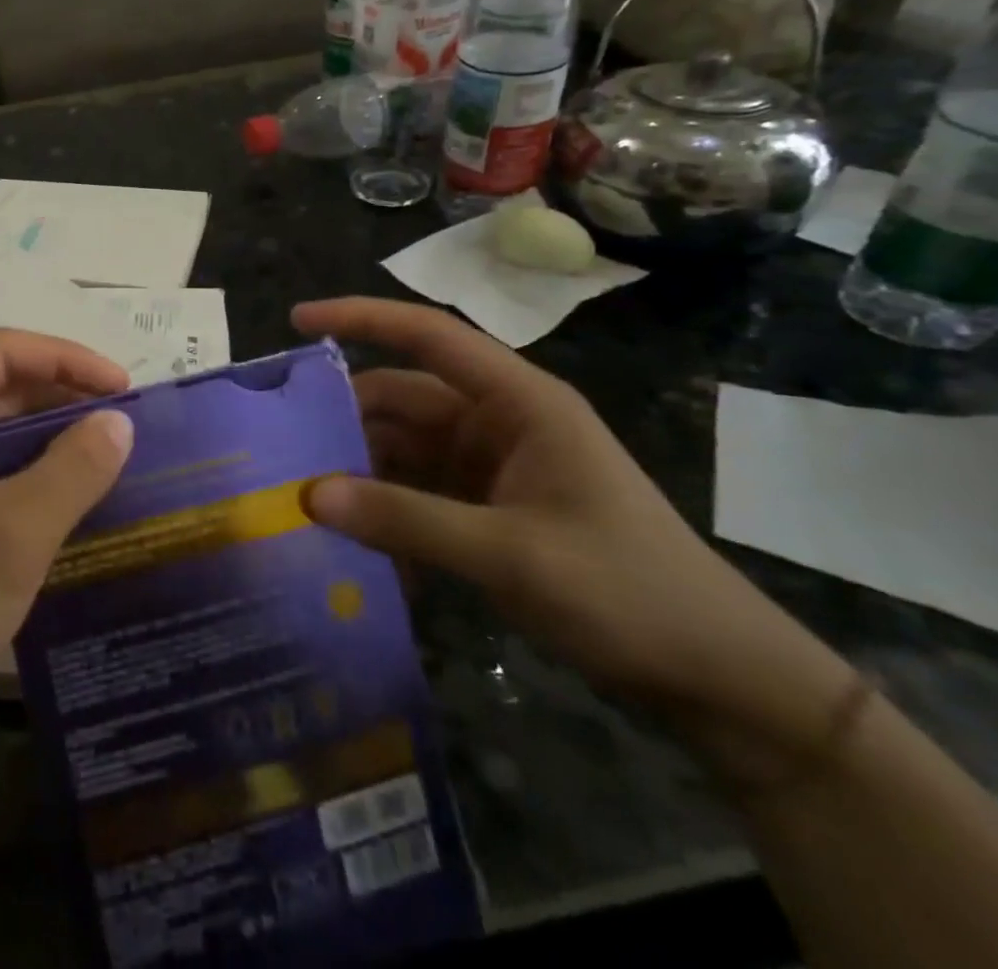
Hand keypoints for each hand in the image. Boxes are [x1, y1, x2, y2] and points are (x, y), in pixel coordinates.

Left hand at [0, 330, 133, 758]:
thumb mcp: (16, 532)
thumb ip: (75, 467)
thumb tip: (122, 420)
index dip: (67, 359)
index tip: (123, 386)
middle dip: (60, 393)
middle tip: (123, 416)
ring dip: (47, 427)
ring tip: (107, 443)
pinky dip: (26, 459)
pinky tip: (69, 478)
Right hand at [291, 298, 848, 740]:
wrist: (718, 679)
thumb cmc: (627, 592)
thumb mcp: (510, 553)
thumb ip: (406, 519)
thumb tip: (309, 494)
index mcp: (518, 402)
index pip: (427, 335)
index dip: (360, 318)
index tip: (298, 320)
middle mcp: (498, 421)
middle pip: (401, 398)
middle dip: (343, 416)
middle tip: (279, 443)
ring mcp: (491, 466)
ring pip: (402, 447)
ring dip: (358, 468)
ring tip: (300, 493)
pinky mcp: (486, 508)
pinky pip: (416, 491)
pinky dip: (384, 508)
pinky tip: (353, 542)